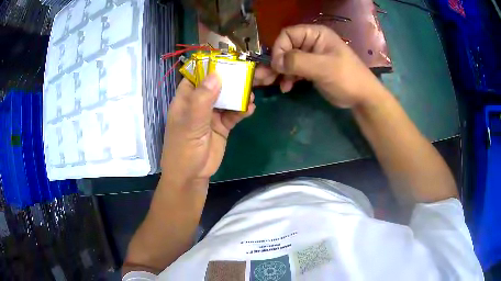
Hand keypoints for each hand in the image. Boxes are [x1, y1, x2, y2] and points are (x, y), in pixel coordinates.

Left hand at [161, 74, 254, 188]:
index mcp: (186, 99)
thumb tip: (216, 75)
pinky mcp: (222, 125)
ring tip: (251, 93)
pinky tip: (251, 108)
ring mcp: (212, 114)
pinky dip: (243, 110)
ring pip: (228, 98)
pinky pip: (234, 114)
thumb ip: (202, 100)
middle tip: (249, 73)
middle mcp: (199, 103)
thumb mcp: (191, 123)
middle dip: (231, 79)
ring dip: (240, 95)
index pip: (197, 75)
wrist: (192, 176)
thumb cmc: (183, 149)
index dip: (211, 66)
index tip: (228, 59)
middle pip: (216, 85)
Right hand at [254, 24, 384, 107]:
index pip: (288, 35)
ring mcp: (311, 56)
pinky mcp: (311, 69)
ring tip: (270, 84)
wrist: (362, 98)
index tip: (276, 66)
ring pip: (287, 60)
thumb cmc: (346, 78)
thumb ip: (298, 61)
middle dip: (274, 62)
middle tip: (262, 78)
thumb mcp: (323, 68)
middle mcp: (311, 42)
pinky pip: (294, 70)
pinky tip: (286, 88)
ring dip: (278, 72)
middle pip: (285, 48)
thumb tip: (275, 62)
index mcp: (315, 34)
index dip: (279, 48)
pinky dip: (288, 78)